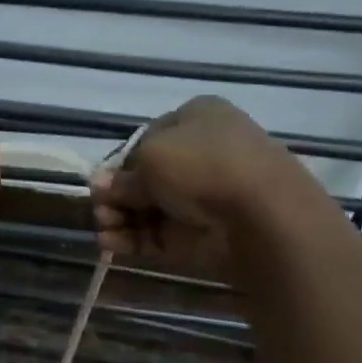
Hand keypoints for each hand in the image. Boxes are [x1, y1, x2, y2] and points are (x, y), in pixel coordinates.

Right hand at [91, 97, 301, 271]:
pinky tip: (110, 244)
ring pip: (148, 207)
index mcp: (197, 119)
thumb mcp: (150, 157)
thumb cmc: (203, 165)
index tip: (101, 181)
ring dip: (119, 217)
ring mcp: (203, 196)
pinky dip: (132, 239)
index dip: (118, 162)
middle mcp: (202, 153)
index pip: (146, 139)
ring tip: (104, 229)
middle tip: (100, 209)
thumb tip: (101, 187)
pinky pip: (157, 234)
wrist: (261, 215)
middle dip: (116, 194)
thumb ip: (120, 177)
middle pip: (144, 176)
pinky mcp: (200, 233)